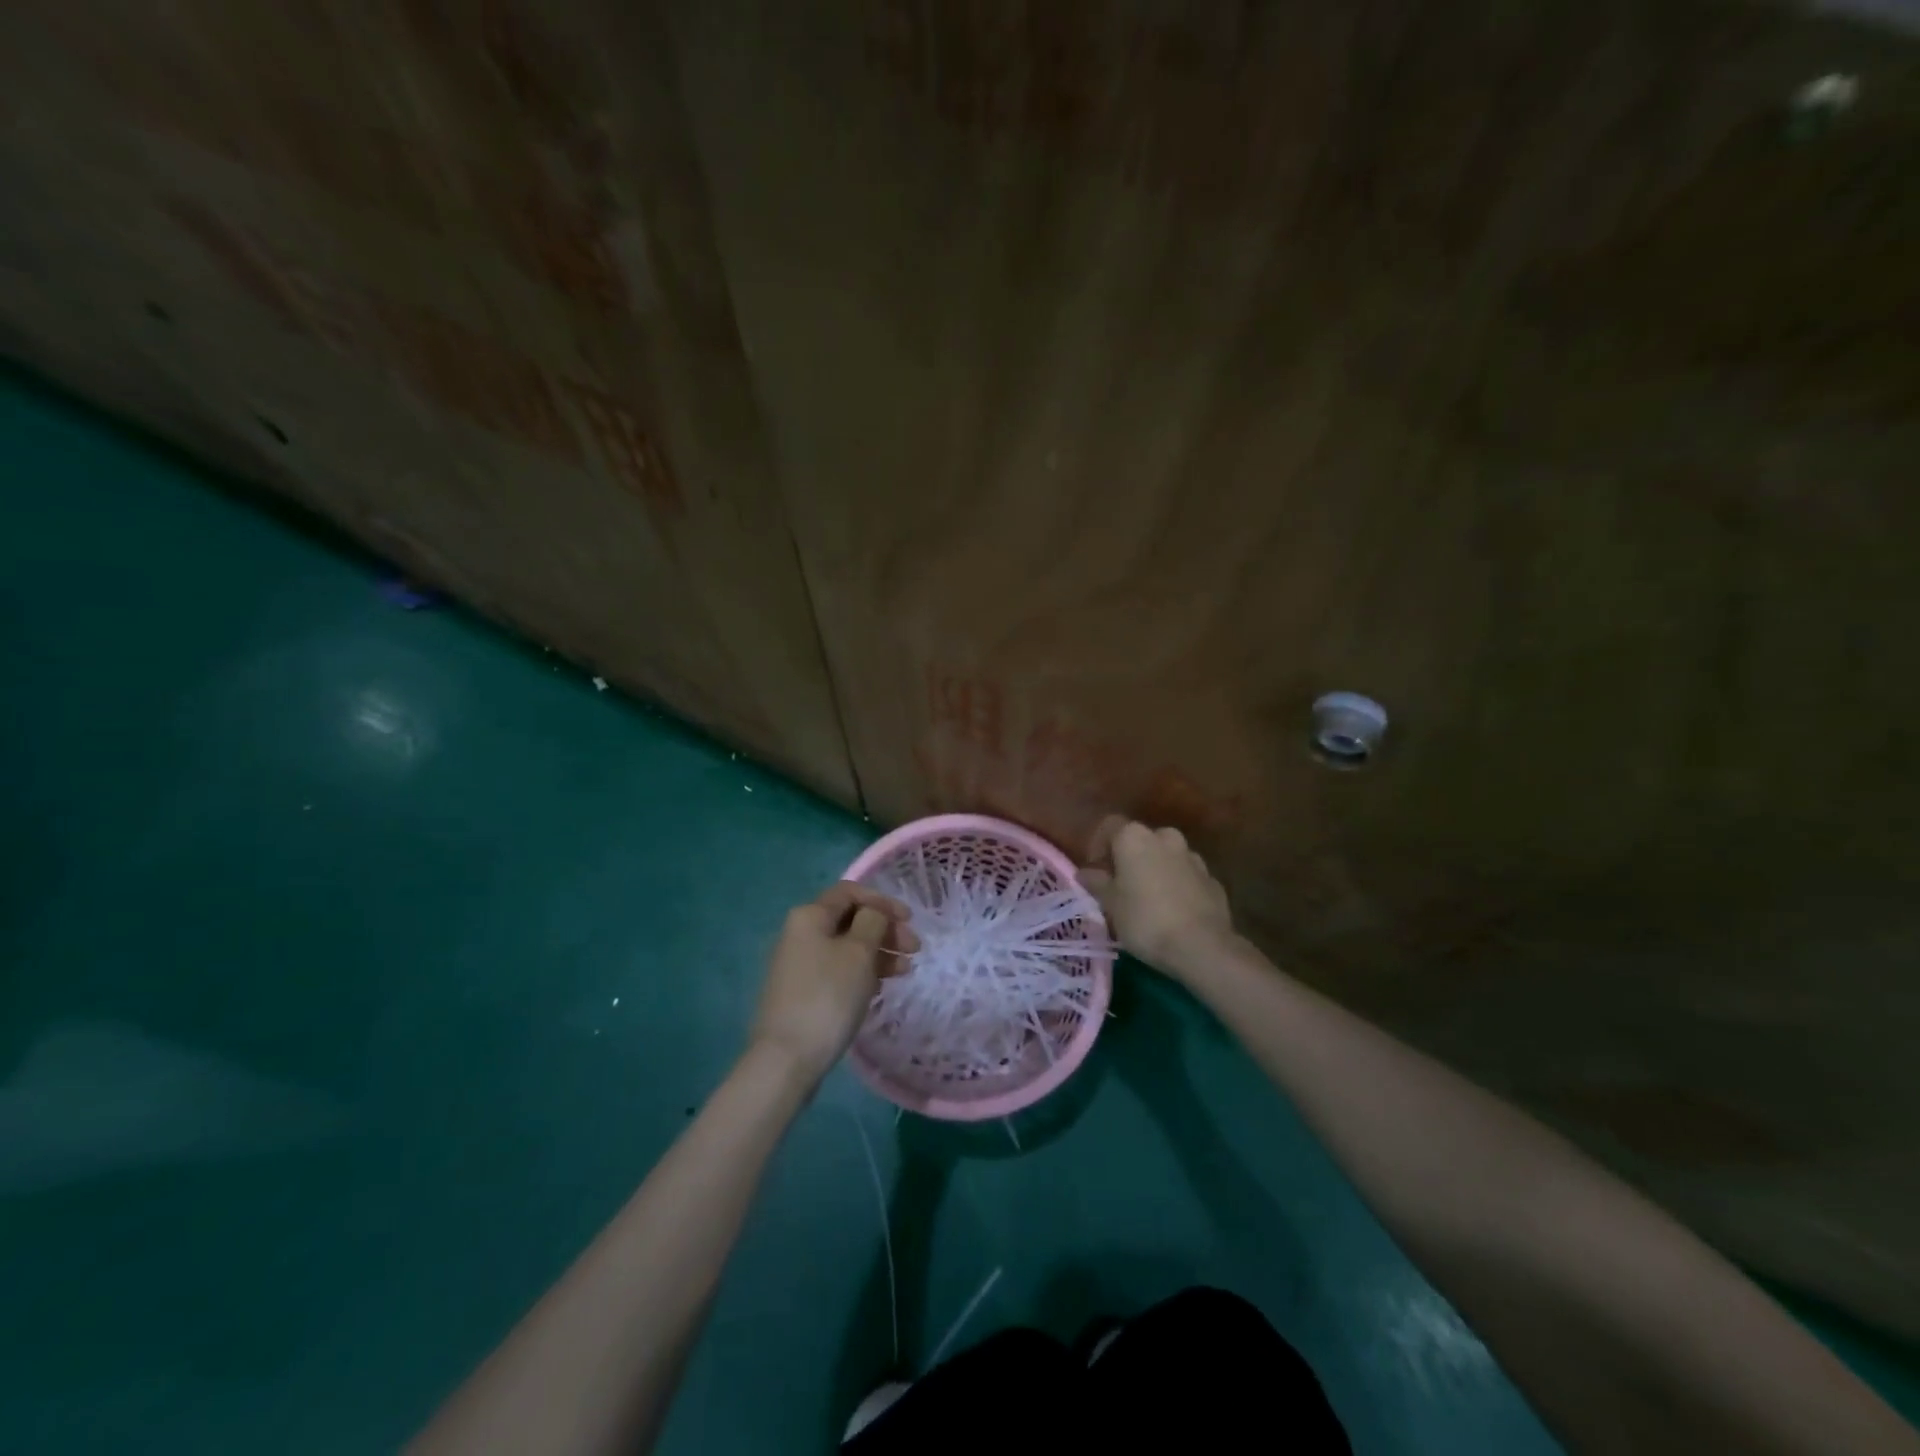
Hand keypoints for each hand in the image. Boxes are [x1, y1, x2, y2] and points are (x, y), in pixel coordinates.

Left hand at [750, 883, 919, 1083]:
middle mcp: (799, 933)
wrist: (786, 1059)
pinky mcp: (802, 992)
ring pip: (846, 947)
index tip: (910, 920)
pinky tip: (880, 987)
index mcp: (809, 916)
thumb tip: (873, 914)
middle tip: (914, 950)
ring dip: (878, 952)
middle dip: (885, 929)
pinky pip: (838, 970)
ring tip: (904, 971)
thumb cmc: (828, 997)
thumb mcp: (858, 953)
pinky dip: (862, 972)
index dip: (883, 901)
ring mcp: (799, 964)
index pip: (850, 892)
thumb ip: (872, 922)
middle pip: (850, 919)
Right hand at [1078, 817, 1234, 979]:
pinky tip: (1173, 912)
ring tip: (1147, 901)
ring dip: (1155, 871)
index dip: (1098, 846)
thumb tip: (1084, 872)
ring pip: (1166, 857)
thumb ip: (1097, 883)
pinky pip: (1186, 876)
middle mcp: (1165, 837)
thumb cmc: (1145, 920)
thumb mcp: (1111, 904)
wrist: (1202, 946)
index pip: (1110, 826)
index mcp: (1135, 837)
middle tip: (1120, 887)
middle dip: (1129, 858)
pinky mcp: (1212, 879)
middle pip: (1140, 840)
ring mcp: (1193, 857)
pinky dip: (1177, 886)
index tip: (1095, 872)